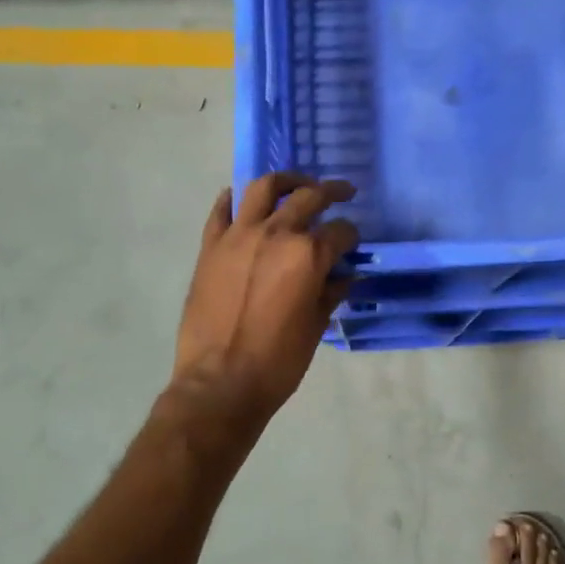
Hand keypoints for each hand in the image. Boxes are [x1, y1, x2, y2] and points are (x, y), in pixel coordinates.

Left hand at [173, 172, 358, 420]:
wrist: (220, 382)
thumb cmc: (278, 361)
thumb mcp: (315, 326)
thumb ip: (331, 292)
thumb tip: (345, 276)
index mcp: (308, 255)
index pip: (340, 231)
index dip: (352, 236)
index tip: (353, 242)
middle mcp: (276, 234)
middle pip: (308, 197)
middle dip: (331, 192)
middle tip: (342, 192)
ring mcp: (238, 236)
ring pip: (264, 188)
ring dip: (286, 181)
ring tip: (297, 184)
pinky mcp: (211, 246)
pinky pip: (222, 210)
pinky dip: (235, 199)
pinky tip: (244, 200)